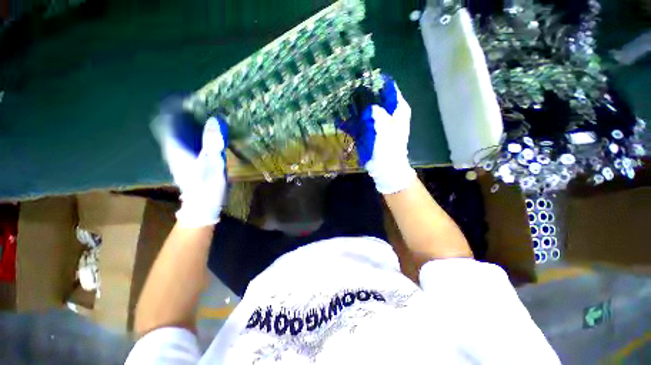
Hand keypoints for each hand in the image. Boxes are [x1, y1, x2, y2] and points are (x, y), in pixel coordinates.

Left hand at [152, 98, 228, 226]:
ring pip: (182, 129)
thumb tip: (215, 119)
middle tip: (205, 103)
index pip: (166, 118)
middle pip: (174, 121)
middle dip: (186, 109)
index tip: (191, 97)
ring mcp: (182, 153)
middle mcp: (175, 147)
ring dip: (193, 119)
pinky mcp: (190, 158)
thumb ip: (213, 142)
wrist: (203, 206)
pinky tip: (212, 131)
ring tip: (210, 113)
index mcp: (176, 146)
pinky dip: (199, 130)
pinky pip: (191, 138)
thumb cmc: (207, 187)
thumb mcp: (212, 164)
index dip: (175, 105)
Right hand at [339, 76, 415, 193]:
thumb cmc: (390, 148)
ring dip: (353, 107)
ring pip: (363, 110)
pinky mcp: (367, 132)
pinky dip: (349, 122)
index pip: (389, 88)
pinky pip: (357, 124)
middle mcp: (387, 113)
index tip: (363, 76)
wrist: (385, 168)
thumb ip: (378, 113)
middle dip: (362, 93)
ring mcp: (375, 123)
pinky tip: (338, 119)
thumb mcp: (386, 128)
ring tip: (340, 100)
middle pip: (374, 97)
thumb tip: (370, 106)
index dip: (377, 81)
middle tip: (348, 87)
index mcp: (398, 109)